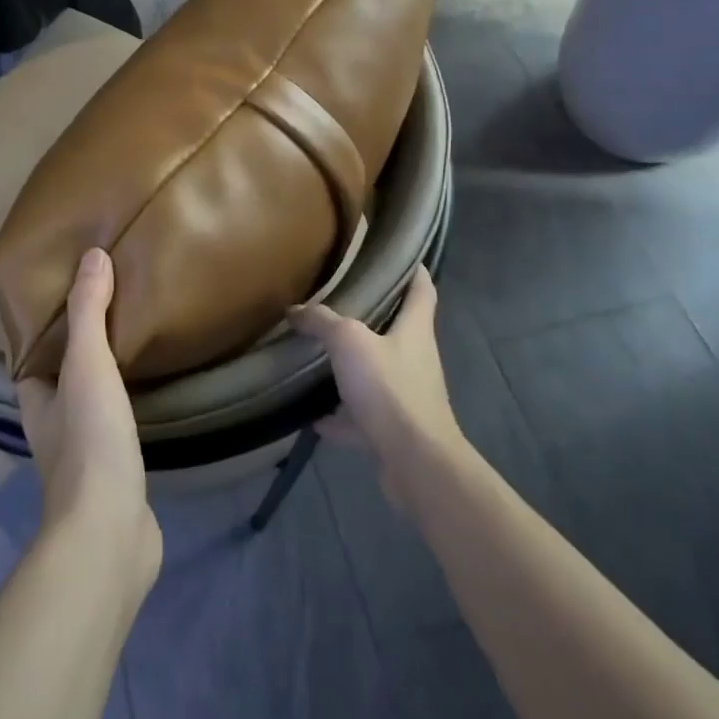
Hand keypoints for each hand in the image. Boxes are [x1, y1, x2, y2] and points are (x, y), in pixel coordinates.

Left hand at [16, 250, 161, 590]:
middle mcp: (52, 424)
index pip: (31, 354)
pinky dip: (130, 399)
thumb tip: (92, 255)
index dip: (45, 324)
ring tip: (136, 333)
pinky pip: (119, 421)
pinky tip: (153, 385)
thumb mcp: (86, 365)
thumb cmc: (89, 441)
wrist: (110, 530)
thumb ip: (88, 312)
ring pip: (91, 398)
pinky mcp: (115, 470)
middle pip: (62, 374)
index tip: (71, 289)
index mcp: (35, 399)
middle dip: (81, 344)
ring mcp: (84, 451)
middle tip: (113, 303)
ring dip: (107, 373)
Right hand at [291, 265, 461, 503]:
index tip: (397, 256)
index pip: (422, 288)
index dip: (414, 269)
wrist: (415, 462)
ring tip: (319, 358)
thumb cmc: (389, 388)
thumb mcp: (348, 342)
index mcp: (415, 330)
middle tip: (338, 303)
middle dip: (371, 318)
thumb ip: (322, 321)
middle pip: (397, 330)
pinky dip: (340, 417)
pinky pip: (362, 417)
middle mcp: (416, 359)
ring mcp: (406, 397)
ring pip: (377, 374)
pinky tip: (313, 415)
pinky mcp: (394, 430)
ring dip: (352, 369)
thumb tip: (295, 309)